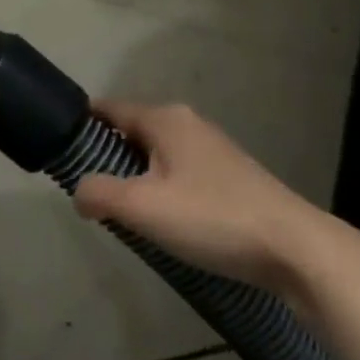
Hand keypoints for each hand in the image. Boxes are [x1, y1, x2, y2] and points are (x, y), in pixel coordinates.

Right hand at [71, 100, 328, 292]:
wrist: (296, 250)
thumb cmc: (212, 218)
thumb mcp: (142, 207)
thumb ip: (98, 194)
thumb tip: (79, 192)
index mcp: (164, 119)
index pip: (109, 108)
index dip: (82, 126)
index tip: (62, 151)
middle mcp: (188, 123)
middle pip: (133, 132)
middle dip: (110, 158)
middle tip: (94, 193)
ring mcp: (214, 149)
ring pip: (158, 155)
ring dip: (139, 178)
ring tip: (128, 214)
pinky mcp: (232, 176)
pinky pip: (182, 173)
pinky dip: (166, 190)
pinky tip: (168, 223)